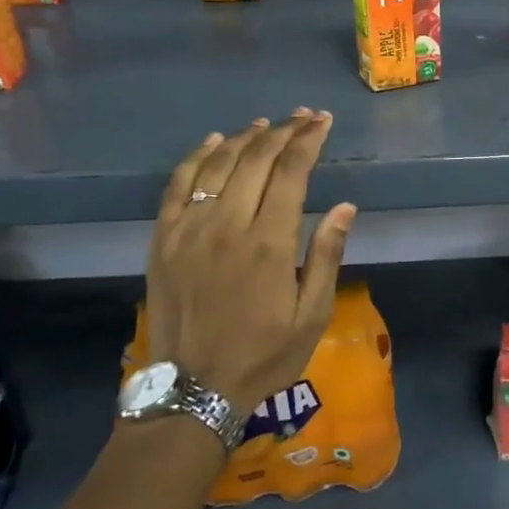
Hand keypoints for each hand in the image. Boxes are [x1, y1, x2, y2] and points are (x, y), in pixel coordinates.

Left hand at [145, 110, 357, 415]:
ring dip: (245, 137)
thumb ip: (326, 256)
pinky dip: (197, 157)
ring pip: (218, 164)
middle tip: (302, 117)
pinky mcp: (163, 239)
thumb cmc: (264, 356)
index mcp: (269, 242)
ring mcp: (189, 229)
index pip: (291, 172)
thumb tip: (346, 206)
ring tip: (266, 124)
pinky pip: (178, 184)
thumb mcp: (312, 315)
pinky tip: (214, 142)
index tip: (322, 122)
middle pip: (256, 159)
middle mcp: (227, 225)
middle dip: (283, 131)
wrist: (193, 391)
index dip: (308, 140)